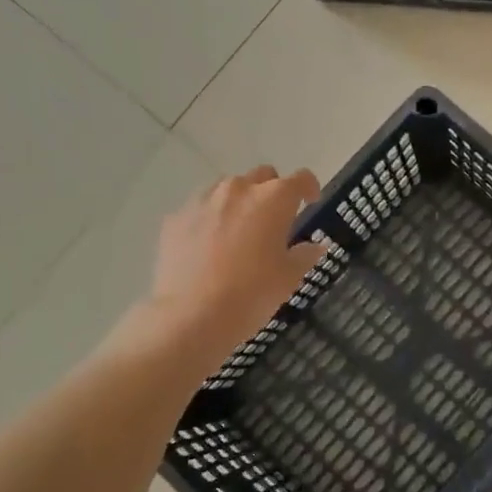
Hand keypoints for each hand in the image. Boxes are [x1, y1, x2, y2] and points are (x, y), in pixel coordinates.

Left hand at [109, 166, 324, 377]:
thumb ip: (304, 255)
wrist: (191, 315)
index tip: (311, 202)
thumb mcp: (288, 278)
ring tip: (240, 231)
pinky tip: (210, 246)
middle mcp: (238, 189)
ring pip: (228, 188)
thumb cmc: (251, 294)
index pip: (300, 179)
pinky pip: (200, 208)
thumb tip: (315, 246)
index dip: (309, 188)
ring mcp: (202, 201)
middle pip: (262, 176)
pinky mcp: (176, 218)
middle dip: (273, 192)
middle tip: (275, 220)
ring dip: (240, 202)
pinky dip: (211, 218)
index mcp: (273, 199)